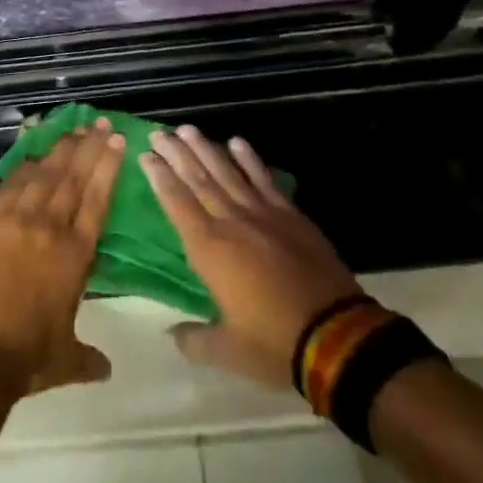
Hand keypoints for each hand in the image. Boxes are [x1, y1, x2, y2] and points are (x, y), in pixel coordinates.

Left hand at [0, 118, 125, 399]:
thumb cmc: (24, 357)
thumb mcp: (64, 359)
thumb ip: (87, 358)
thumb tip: (106, 370)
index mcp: (76, 254)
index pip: (97, 198)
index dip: (108, 167)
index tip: (116, 141)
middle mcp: (50, 226)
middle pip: (74, 176)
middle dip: (89, 147)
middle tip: (100, 123)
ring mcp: (17, 218)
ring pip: (45, 173)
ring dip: (61, 149)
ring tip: (74, 129)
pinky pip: (12, 183)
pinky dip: (26, 165)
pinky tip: (34, 153)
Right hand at [143, 125, 362, 389]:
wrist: (336, 336)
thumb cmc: (274, 344)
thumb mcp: (228, 352)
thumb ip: (196, 340)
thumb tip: (171, 334)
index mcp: (209, 249)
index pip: (177, 204)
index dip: (160, 178)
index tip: (146, 155)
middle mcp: (232, 222)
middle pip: (198, 179)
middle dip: (177, 154)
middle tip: (159, 132)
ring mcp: (263, 214)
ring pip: (228, 173)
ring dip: (206, 149)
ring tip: (188, 129)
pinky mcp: (290, 216)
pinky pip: (264, 180)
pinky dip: (250, 160)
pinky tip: (237, 142)